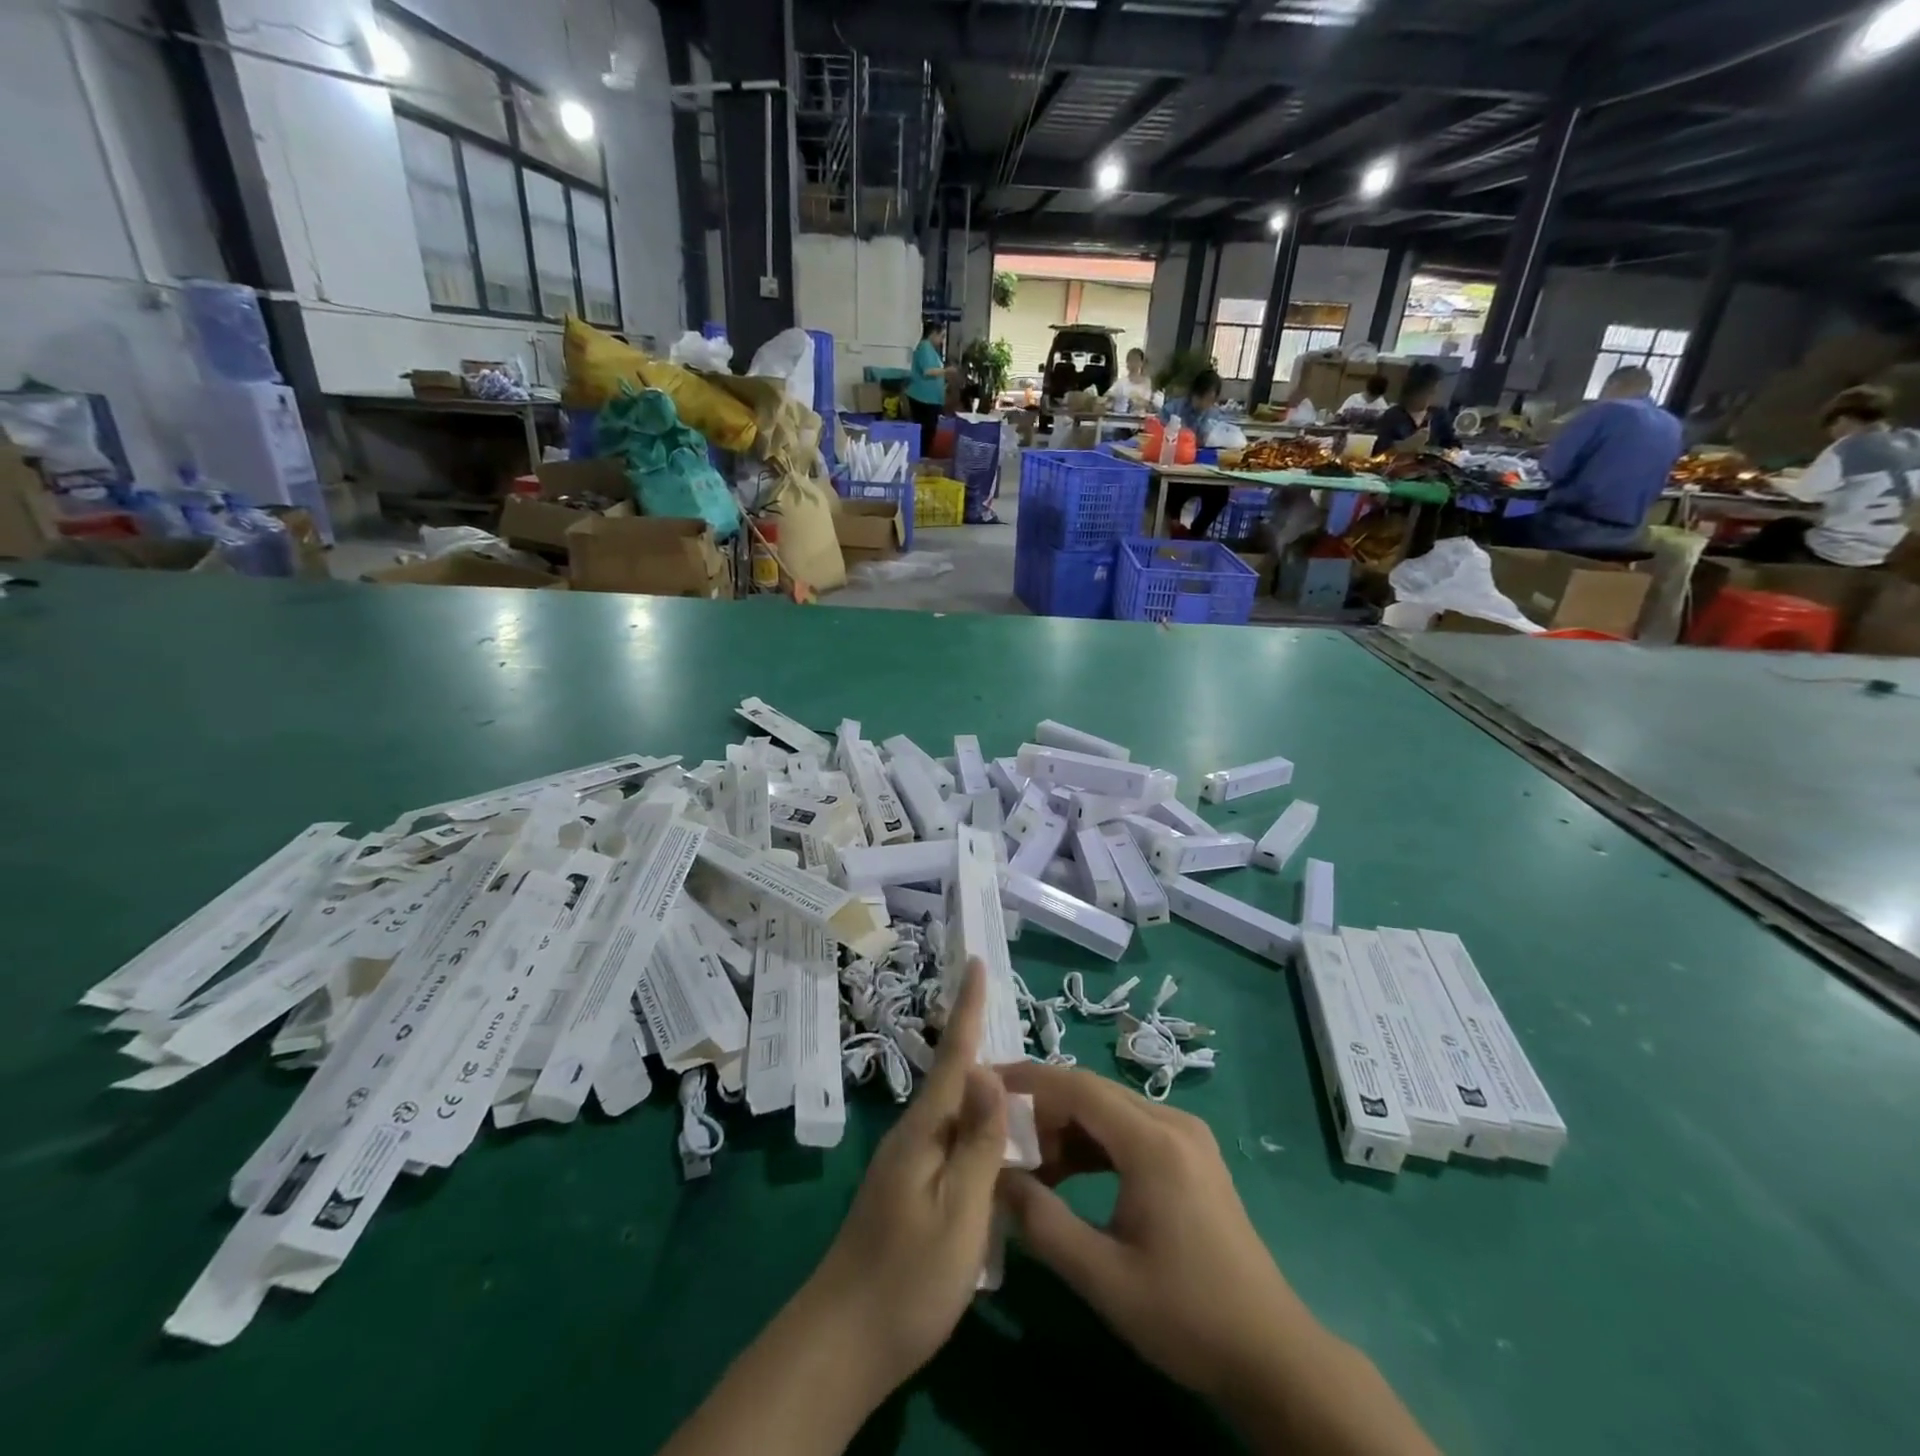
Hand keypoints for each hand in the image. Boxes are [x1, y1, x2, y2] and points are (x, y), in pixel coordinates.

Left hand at [659, 961, 1007, 1455]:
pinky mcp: (909, 1189)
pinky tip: (997, 1145)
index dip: (967, 1006)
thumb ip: (978, 1141)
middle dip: (983, 1044)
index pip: (955, 1054)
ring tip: (1024, 1086)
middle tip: (1021, 1028)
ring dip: (985, 1092)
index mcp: (926, 1129)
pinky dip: (978, 1129)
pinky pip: (952, 1142)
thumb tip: (990, 1068)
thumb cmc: (909, 1277)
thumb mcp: (959, 1211)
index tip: (973, 959)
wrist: (843, 1342)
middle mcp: (914, 1134)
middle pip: (957, 1079)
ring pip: (956, 1112)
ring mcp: (907, 1162)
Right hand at [997, 1065, 1437, 1454]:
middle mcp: (1172, 1123)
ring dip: (1066, 1127)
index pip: (1078, 1086)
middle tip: (998, 1134)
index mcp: (1153, 1142)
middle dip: (1042, 1107)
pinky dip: (1092, 1144)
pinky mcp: (1189, 1155)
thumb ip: (1042, 1223)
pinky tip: (1066, 1175)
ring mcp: (1185, 1136)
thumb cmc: (1186, 1316)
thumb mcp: (1103, 1277)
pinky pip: (1128, 1130)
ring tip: (1028, 1162)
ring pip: (1109, 1110)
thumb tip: (995, 1178)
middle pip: (1092, 1092)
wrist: (1270, 1354)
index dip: (1029, 1080)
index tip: (985, 1085)